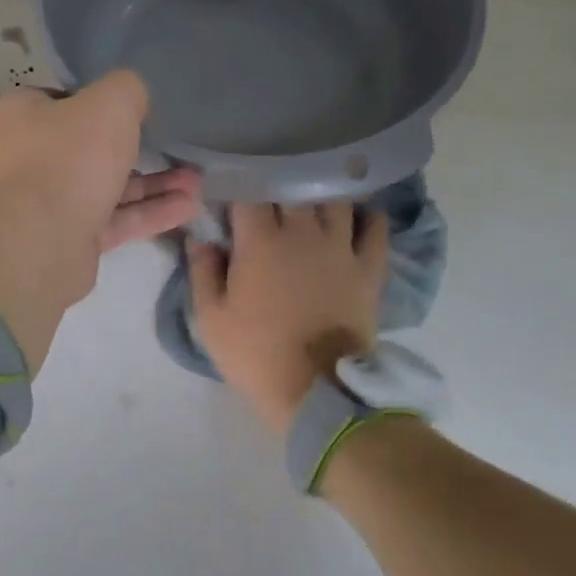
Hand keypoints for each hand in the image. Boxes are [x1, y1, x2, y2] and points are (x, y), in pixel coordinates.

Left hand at [0, 72, 200, 370]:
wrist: (40, 242)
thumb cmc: (70, 158)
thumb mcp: (110, 103)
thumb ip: (128, 90)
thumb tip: (134, 95)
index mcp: (25, 115)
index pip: (63, 99)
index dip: (99, 101)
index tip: (135, 108)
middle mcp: (31, 157)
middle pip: (90, 147)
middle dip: (139, 149)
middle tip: (178, 148)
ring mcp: (49, 202)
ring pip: (108, 187)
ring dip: (154, 184)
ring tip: (197, 181)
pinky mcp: (69, 238)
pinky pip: (115, 220)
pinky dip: (149, 213)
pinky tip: (188, 208)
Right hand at [189, 203, 389, 436]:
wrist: (316, 392)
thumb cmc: (255, 354)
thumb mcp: (210, 318)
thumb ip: (202, 271)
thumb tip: (200, 237)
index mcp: (260, 241)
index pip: (248, 193)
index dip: (238, 188)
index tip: (230, 195)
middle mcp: (303, 232)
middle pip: (292, 187)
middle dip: (277, 184)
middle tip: (268, 195)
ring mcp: (341, 248)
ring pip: (334, 199)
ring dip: (320, 193)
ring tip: (310, 197)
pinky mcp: (369, 268)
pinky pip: (375, 227)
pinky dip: (367, 215)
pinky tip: (356, 214)